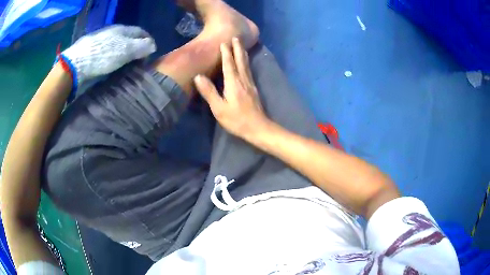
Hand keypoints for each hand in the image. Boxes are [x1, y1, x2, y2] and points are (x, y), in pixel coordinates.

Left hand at [61, 25, 156, 86]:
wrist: (77, 63)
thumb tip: (153, 45)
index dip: (148, 40)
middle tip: (140, 60)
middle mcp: (113, 32)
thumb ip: (142, 47)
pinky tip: (112, 64)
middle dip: (136, 46)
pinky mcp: (93, 50)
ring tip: (127, 63)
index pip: (141, 31)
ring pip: (118, 44)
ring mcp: (102, 40)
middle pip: (129, 38)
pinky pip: (108, 51)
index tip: (151, 52)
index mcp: (123, 29)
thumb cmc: (104, 55)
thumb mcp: (126, 50)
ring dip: (125, 52)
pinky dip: (114, 56)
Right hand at [194, 38, 268, 138]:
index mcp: (233, 83)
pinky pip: (249, 71)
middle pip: (240, 61)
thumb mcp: (219, 108)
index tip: (224, 42)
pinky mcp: (254, 89)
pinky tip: (246, 63)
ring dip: (243, 54)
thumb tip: (198, 76)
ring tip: (241, 45)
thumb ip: (209, 92)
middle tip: (236, 37)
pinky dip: (247, 63)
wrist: (258, 128)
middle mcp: (243, 80)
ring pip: (246, 65)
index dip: (226, 52)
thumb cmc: (236, 120)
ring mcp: (250, 84)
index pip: (229, 64)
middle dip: (237, 48)